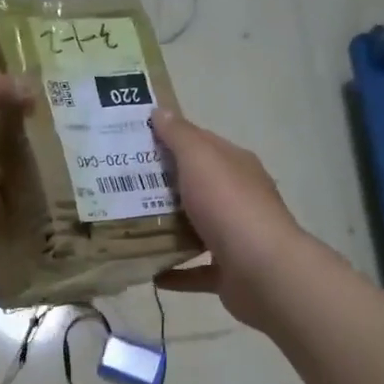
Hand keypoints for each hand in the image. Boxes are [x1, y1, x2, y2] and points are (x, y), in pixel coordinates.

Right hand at [151, 107, 319, 330]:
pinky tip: (149, 273)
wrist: (263, 271)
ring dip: (168, 230)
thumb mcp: (200, 160)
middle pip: (197, 187)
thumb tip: (160, 111)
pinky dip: (175, 271)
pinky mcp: (229, 273)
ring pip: (197, 229)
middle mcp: (239, 198)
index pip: (201, 144)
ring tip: (129, 228)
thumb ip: (180, 136)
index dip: (170, 140)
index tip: (134, 144)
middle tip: (120, 187)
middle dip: (162, 187)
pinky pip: (196, 271)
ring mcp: (236, 237)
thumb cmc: (229, 206)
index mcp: (236, 166)